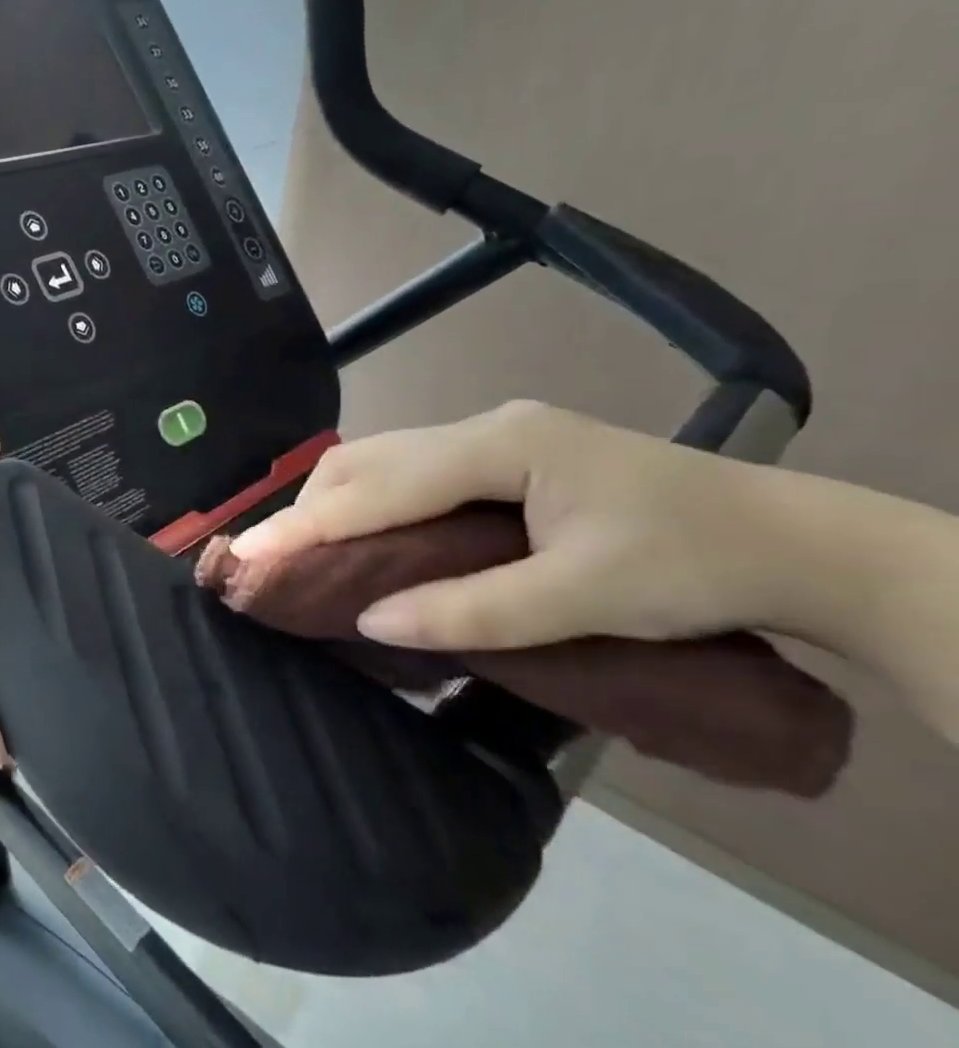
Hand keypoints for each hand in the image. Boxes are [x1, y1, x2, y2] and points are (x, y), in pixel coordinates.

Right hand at [229, 400, 793, 651]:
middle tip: (270, 556)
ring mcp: (493, 438)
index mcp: (501, 446)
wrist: (797, 543)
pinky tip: (363, 532)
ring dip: (336, 501)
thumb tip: (373, 619)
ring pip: (384, 459)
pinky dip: (370, 501)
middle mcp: (484, 428)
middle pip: (369, 458)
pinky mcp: (502, 458)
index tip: (251, 551)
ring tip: (305, 549)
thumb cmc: (696, 566)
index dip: (310, 522)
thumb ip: (475, 609)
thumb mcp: (587, 598)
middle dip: (310, 506)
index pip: (381, 484)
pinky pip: (409, 472)